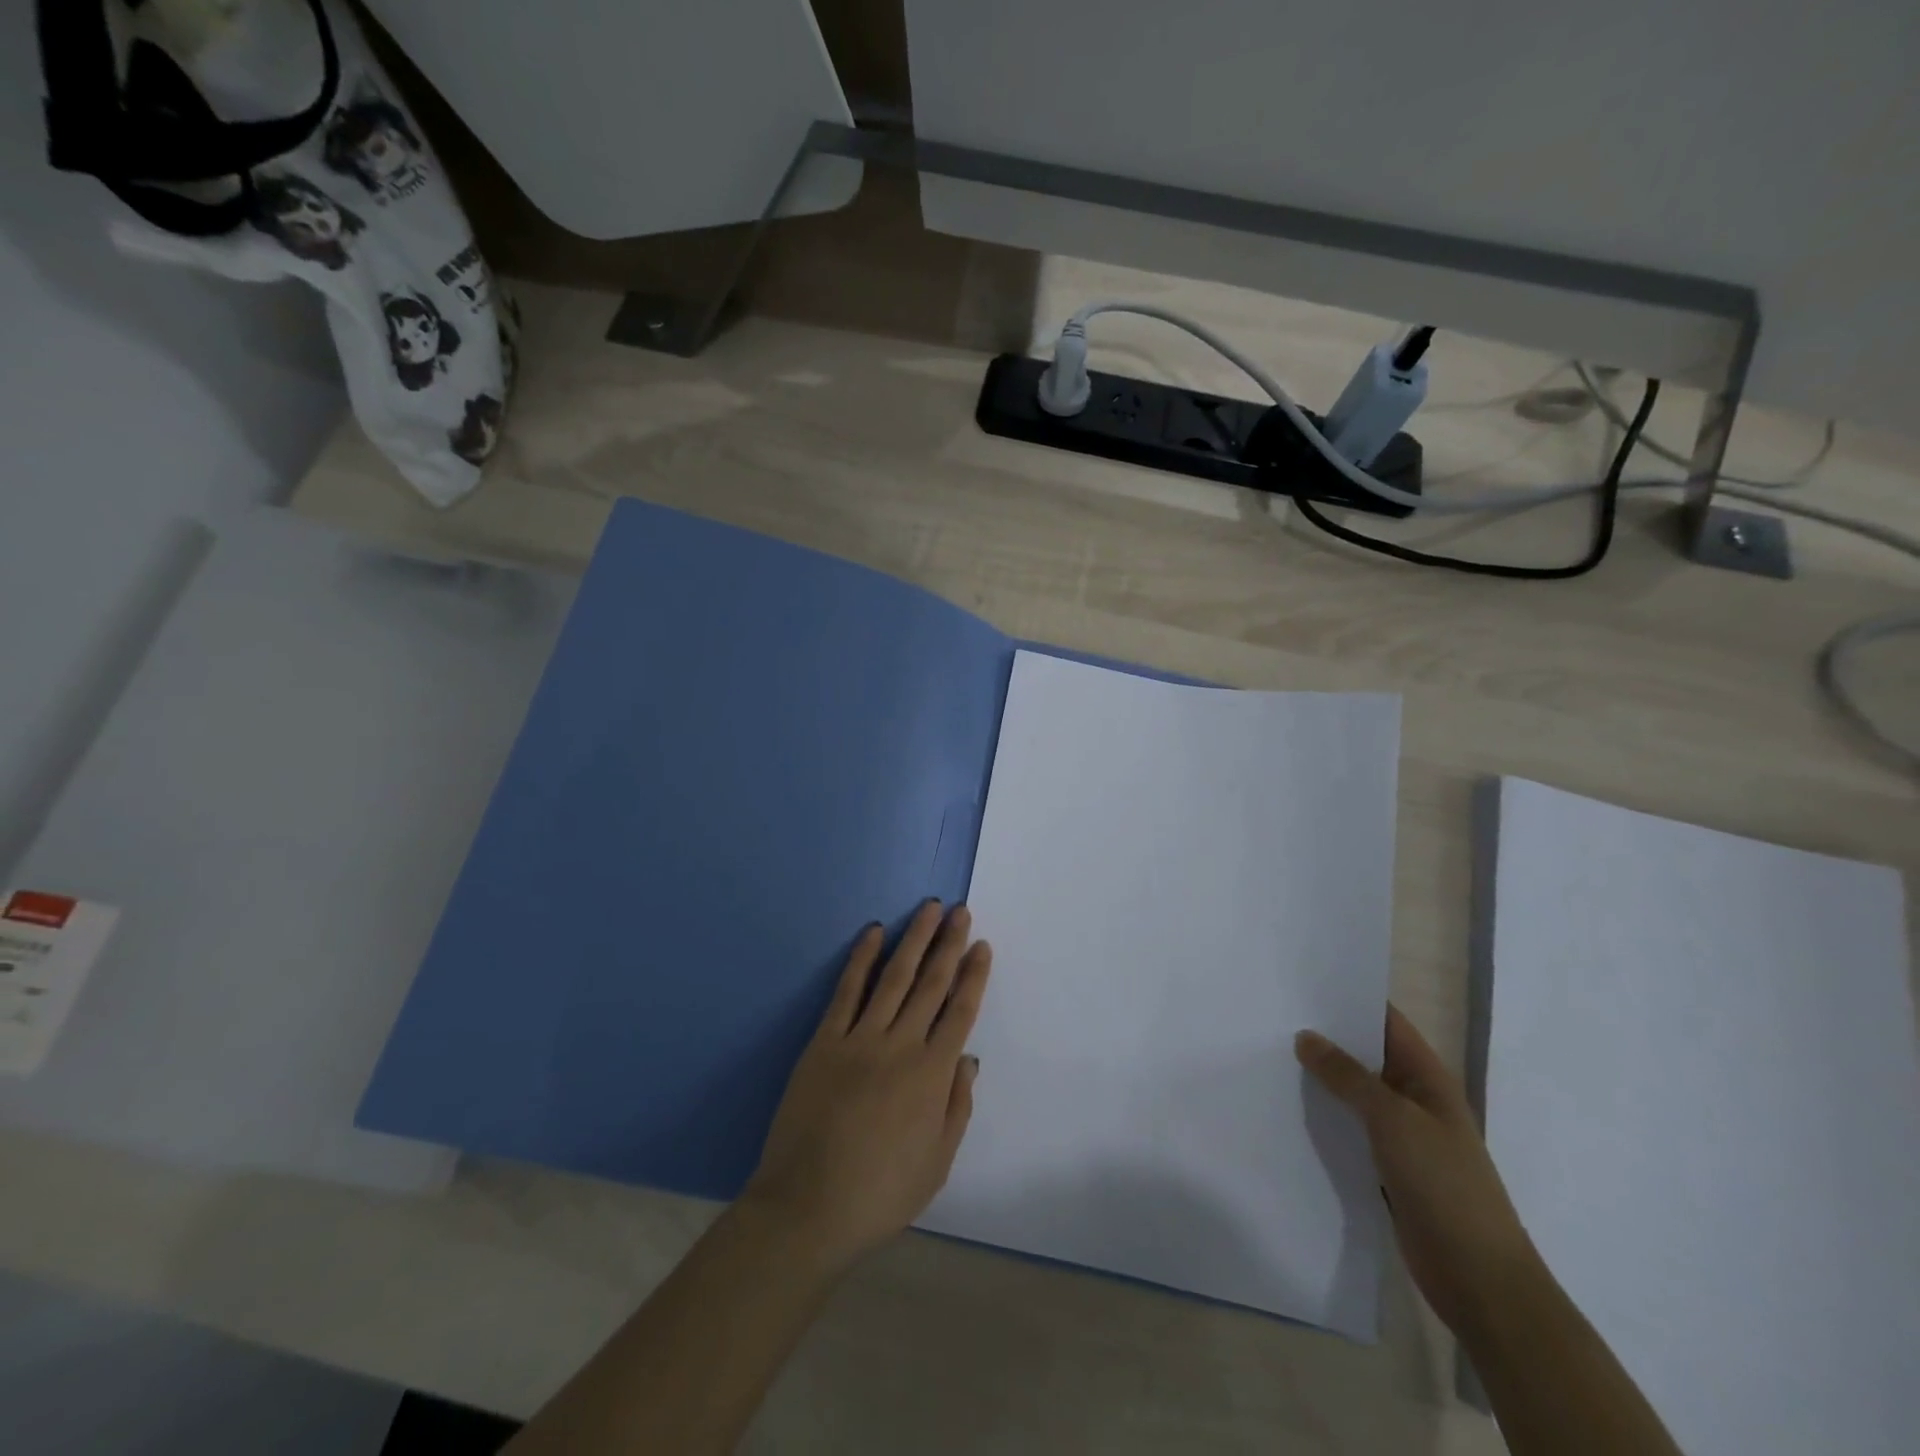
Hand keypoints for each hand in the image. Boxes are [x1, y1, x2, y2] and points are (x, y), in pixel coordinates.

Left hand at [742, 901, 991, 1270]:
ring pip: (894, 977)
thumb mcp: (937, 1162)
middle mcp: (901, 1046)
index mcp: (932, 1075)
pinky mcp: (824, 1041)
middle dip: (948, 944)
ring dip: (913, 940)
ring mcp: (860, 1039)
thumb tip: (968, 1058)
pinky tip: (873, 933)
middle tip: (959, 910)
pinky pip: (846, 992)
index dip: (973, 975)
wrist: (808, 1208)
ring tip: (928, 910)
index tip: (981, 945)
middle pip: (931, 984)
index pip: (960, 1011)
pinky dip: (861, 959)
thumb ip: (956, 1106)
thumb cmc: (880, 1194)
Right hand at [1296, 1004, 1541, 1337]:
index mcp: (1428, 1078)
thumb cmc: (1444, 1185)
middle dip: (1326, 1036)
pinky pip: (1349, 1128)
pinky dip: (1324, 1116)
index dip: (1351, 998)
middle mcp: (1414, 1099)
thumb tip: (1306, 1037)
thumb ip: (1348, 1076)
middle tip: (1274, 1014)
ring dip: (1321, 1078)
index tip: (1303, 981)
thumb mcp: (1393, 1119)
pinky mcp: (1386, 1167)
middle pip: (1366, 1055)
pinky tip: (1288, 1107)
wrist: (1479, 1278)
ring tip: (1269, 1053)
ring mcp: (1402, 1135)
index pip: (1387, 1022)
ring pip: (1354, 1093)